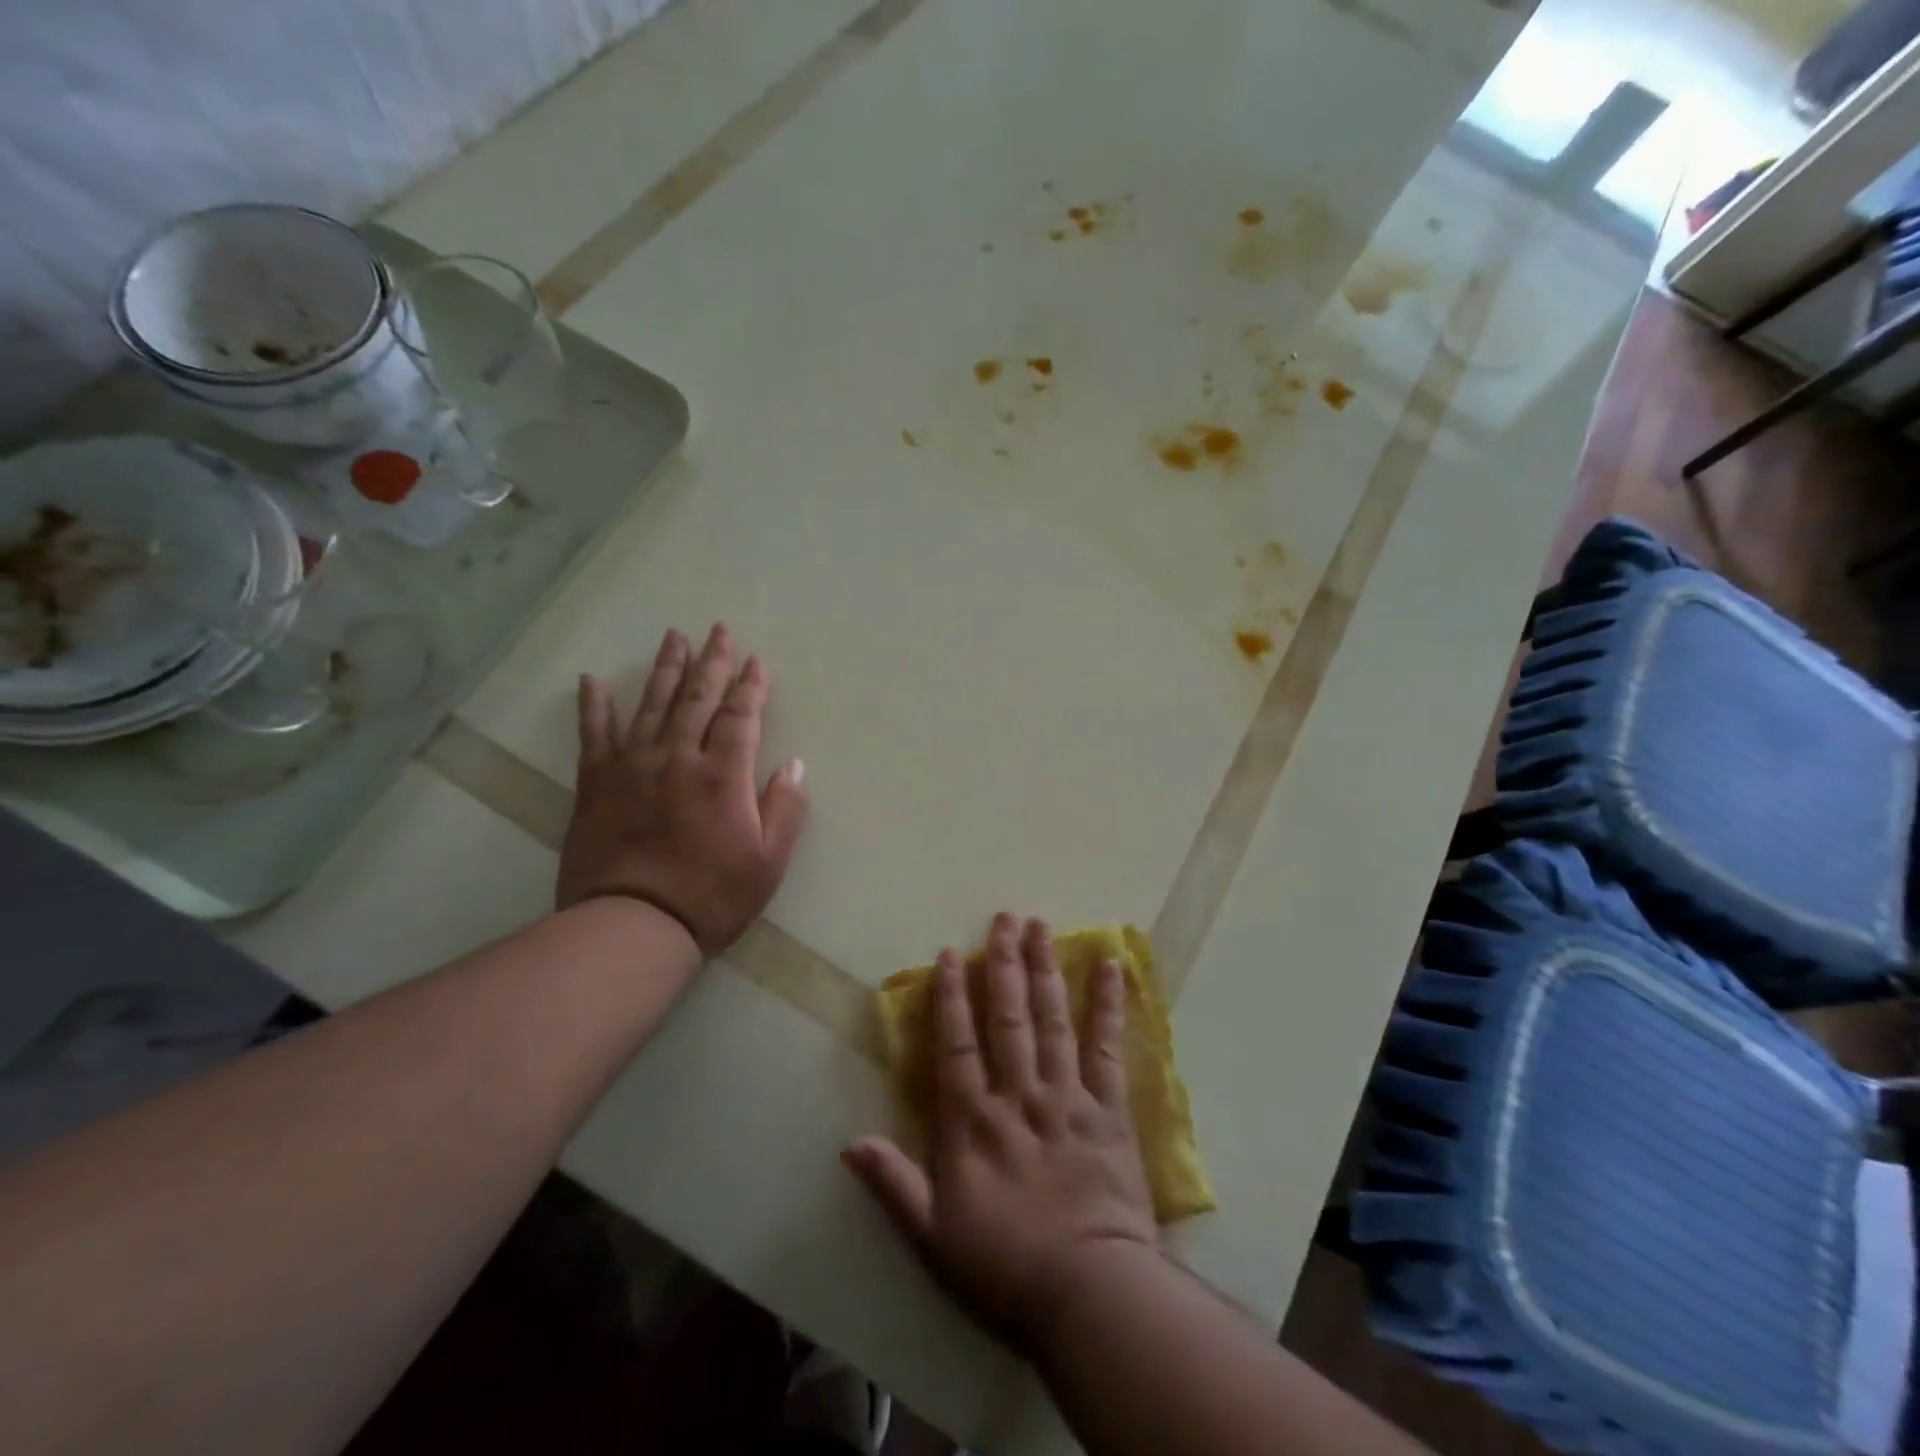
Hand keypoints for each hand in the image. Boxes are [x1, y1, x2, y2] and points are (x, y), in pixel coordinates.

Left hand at [557, 623, 808, 954]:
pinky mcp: (596, 784)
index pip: (741, 717)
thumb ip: (785, 809)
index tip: (757, 661)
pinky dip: (594, 706)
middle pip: (697, 699)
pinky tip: (592, 680)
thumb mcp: (769, 861)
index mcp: (722, 775)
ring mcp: (633, 767)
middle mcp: (678, 758)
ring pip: (651, 705)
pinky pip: (594, 735)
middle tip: (718, 630)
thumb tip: (794, 765)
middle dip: (711, 662)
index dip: (751, 687)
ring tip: (673, 637)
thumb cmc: (711, 896)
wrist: (633, 924)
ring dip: (665, 669)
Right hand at [844, 913, 1159, 1351]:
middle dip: (1003, 964)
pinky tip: (1113, 967)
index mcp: (973, 1121)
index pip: (956, 1043)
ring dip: (1045, 970)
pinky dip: (1110, 1005)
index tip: (950, 953)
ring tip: (1041, 927)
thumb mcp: (933, 1235)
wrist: (1088, 1295)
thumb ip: (893, 1183)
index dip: (950, 995)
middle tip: (1004, 918)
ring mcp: (1067, 1096)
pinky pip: (1108, 1048)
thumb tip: (849, 1142)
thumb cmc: (1005, 1267)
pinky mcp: (1109, 1109)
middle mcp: (1018, 1094)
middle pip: (1007, 1017)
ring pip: (1052, 1020)